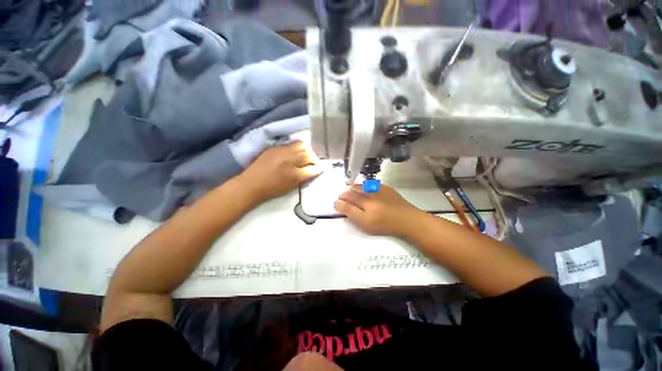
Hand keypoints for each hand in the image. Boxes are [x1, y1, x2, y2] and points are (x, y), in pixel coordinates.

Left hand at [239, 141, 322, 202]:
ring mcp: (282, 151)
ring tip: (304, 155)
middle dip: (314, 158)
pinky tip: (294, 153)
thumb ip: (302, 177)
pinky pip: (290, 144)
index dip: (318, 168)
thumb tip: (311, 171)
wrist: (251, 184)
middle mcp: (290, 160)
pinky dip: (296, 148)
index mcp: (294, 174)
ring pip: (301, 145)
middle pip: (308, 154)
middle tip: (313, 162)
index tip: (321, 168)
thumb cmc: (272, 189)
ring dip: (306, 150)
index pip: (312, 168)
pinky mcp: (275, 147)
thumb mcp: (290, 186)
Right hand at [334, 185, 423, 237]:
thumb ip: (350, 212)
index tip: (337, 204)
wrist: (408, 220)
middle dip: (345, 194)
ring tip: (354, 195)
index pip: (346, 198)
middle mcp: (369, 193)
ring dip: (354, 189)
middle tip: (345, 199)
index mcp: (364, 203)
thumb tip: (338, 203)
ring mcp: (378, 188)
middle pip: (352, 190)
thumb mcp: (365, 224)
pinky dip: (365, 187)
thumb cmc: (385, 225)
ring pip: (360, 185)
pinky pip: (370, 184)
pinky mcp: (385, 187)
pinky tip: (367, 193)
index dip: (339, 201)